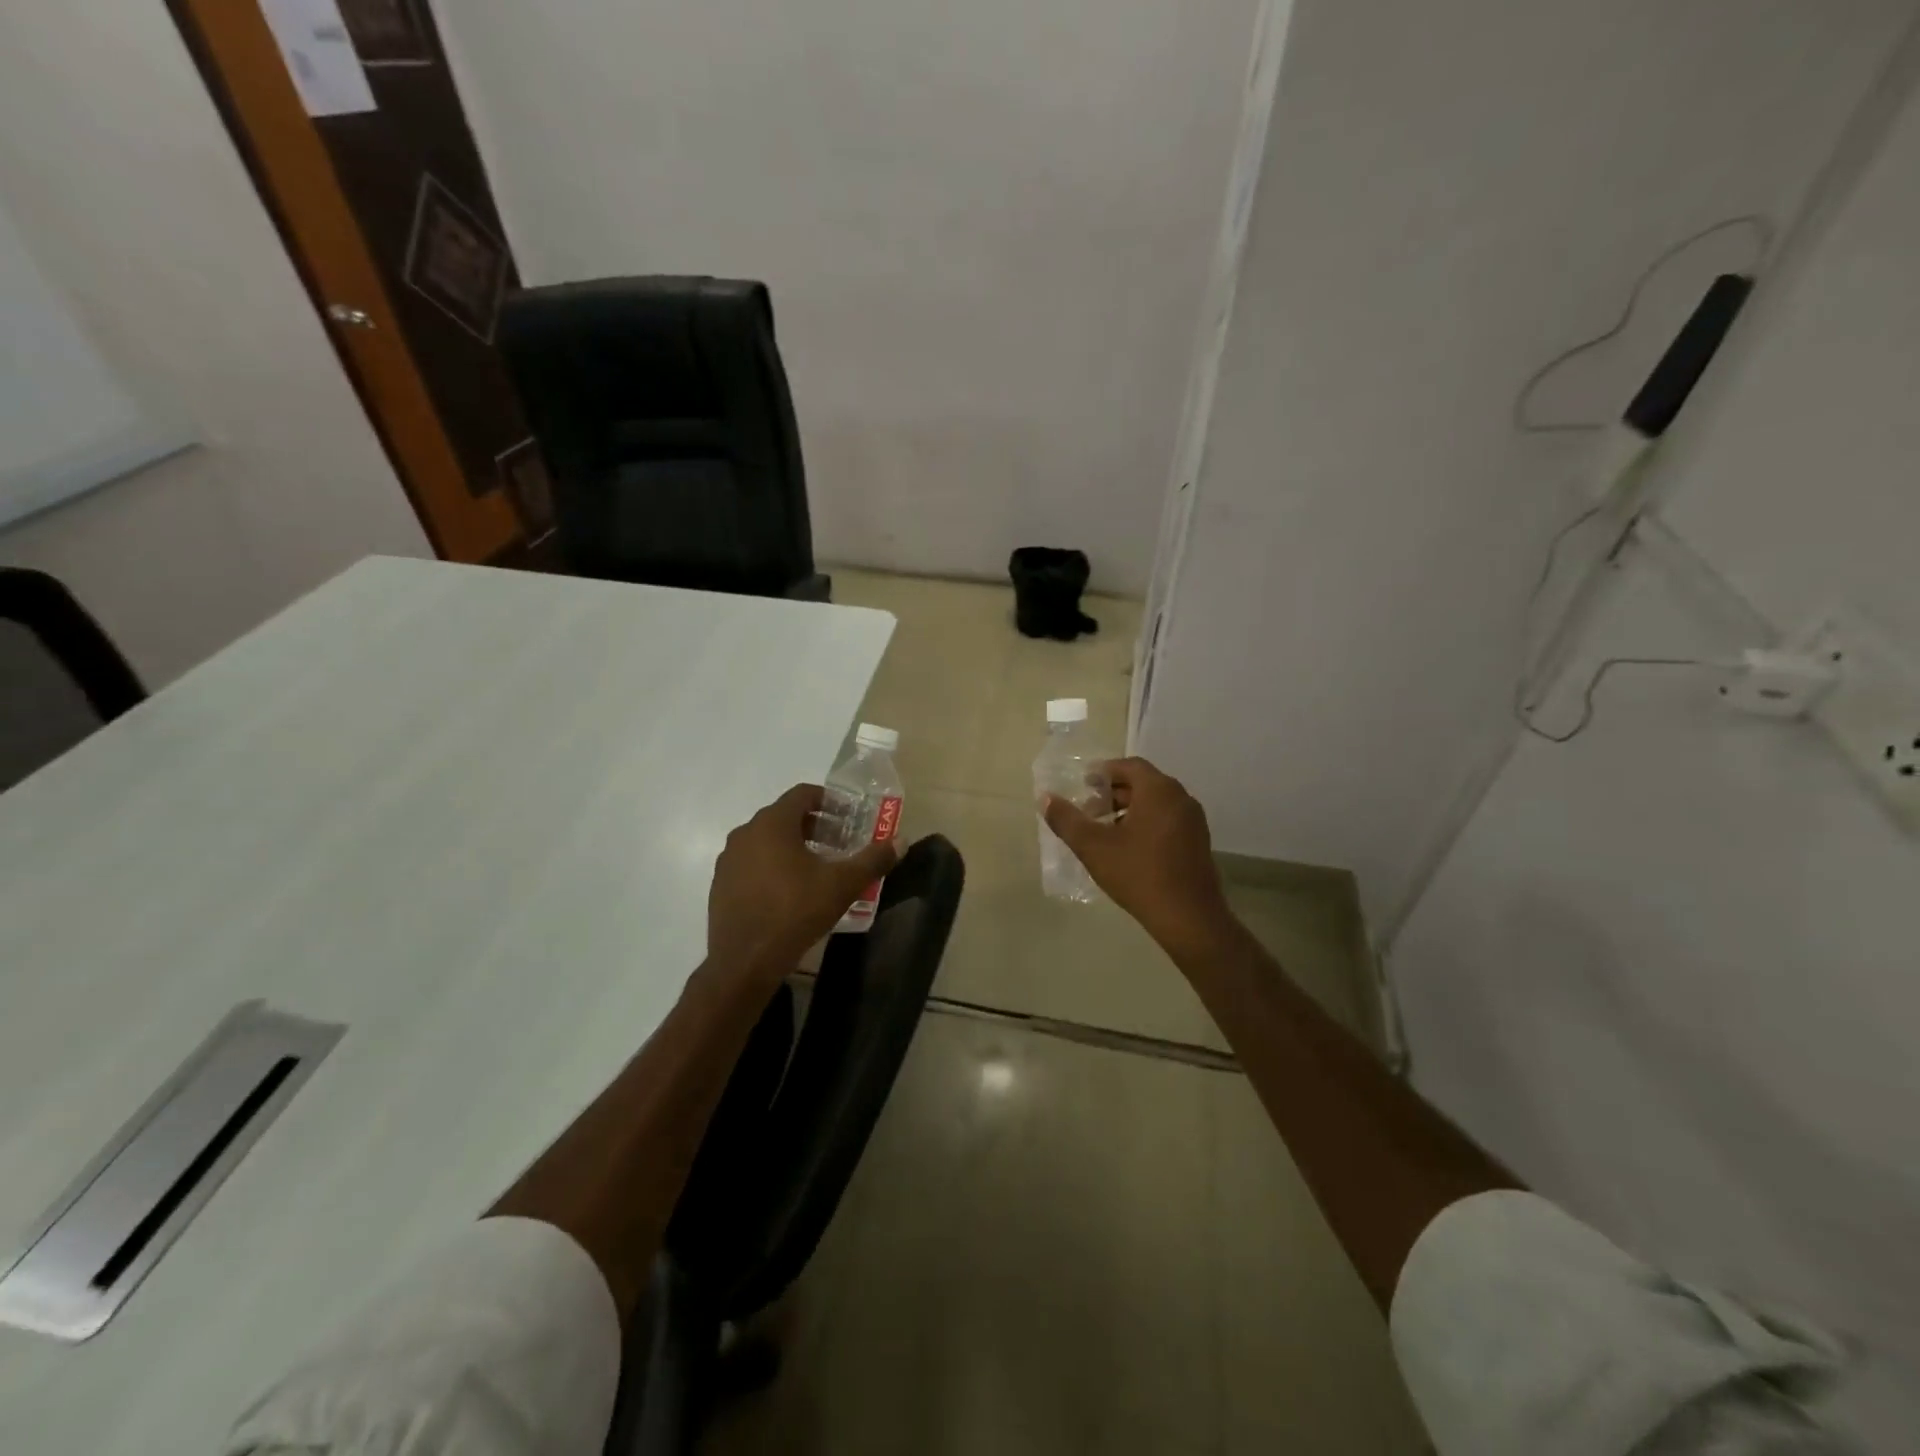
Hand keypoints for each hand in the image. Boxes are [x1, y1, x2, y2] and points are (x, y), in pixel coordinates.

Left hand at [708, 784, 899, 975]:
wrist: (744, 962)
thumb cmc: (795, 912)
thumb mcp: (842, 885)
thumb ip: (873, 859)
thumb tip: (901, 840)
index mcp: (772, 824)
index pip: (802, 794)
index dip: (829, 800)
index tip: (849, 816)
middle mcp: (745, 834)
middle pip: (784, 816)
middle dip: (815, 825)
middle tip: (840, 843)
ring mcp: (729, 860)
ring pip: (767, 840)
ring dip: (794, 846)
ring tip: (819, 867)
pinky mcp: (721, 885)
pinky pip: (752, 863)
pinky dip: (773, 865)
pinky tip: (792, 890)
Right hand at [1042, 757, 1231, 951]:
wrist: (1188, 918)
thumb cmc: (1139, 874)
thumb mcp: (1093, 847)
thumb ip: (1067, 820)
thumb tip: (1045, 798)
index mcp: (1158, 790)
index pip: (1129, 765)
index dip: (1103, 772)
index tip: (1082, 787)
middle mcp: (1180, 798)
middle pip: (1142, 783)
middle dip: (1112, 793)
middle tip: (1088, 811)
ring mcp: (1193, 821)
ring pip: (1155, 803)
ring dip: (1127, 810)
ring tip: (1103, 831)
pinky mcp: (1198, 842)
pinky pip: (1166, 820)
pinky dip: (1145, 823)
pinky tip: (1127, 848)